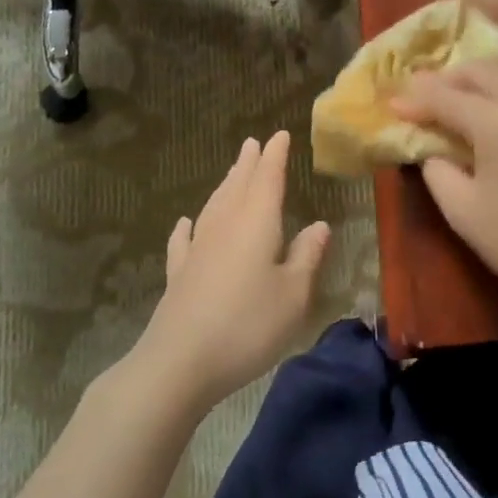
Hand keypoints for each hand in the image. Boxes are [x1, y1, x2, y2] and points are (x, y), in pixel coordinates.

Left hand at [124, 131, 330, 416]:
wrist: (181, 362)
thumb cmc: (248, 326)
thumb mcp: (293, 295)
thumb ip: (306, 257)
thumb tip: (319, 225)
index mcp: (256, 225)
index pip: (267, 180)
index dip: (275, 157)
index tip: (279, 135)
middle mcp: (224, 228)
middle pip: (237, 187)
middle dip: (248, 165)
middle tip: (252, 143)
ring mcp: (197, 251)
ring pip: (213, 208)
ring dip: (224, 186)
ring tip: (231, 173)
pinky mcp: (179, 275)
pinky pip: (184, 241)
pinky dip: (187, 228)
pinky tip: (186, 223)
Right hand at [394, 45, 497, 310]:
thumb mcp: (462, 211)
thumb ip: (436, 170)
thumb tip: (430, 147)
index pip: (447, 98)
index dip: (416, 99)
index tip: (393, 103)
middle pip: (483, 69)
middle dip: (448, 76)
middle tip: (426, 94)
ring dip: (488, 62)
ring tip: (467, 78)